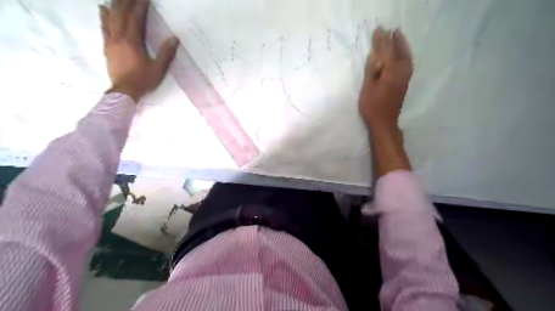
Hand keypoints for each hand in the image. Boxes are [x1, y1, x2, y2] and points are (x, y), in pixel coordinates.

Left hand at [99, 0, 178, 100]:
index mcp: (133, 41)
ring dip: (115, 5)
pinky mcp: (107, 46)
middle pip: (121, 14)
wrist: (125, 91)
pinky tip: (103, 8)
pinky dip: (103, 16)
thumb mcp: (159, 68)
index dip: (141, 6)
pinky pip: (104, 27)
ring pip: (111, 17)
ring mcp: (111, 41)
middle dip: (127, 2)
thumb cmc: (143, 80)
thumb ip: (166, 53)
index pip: (136, 18)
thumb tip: (174, 38)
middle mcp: (119, 37)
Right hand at [357, 27, 413, 131]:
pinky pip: (408, 66)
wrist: (384, 124)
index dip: (383, 42)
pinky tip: (402, 57)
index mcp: (390, 75)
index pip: (387, 54)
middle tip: (394, 31)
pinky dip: (406, 57)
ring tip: (399, 40)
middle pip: (401, 54)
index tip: (379, 31)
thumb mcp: (367, 90)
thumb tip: (374, 56)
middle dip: (397, 41)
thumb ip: (371, 72)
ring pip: (407, 60)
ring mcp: (404, 81)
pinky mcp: (404, 86)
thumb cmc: (372, 108)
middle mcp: (400, 75)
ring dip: (404, 48)